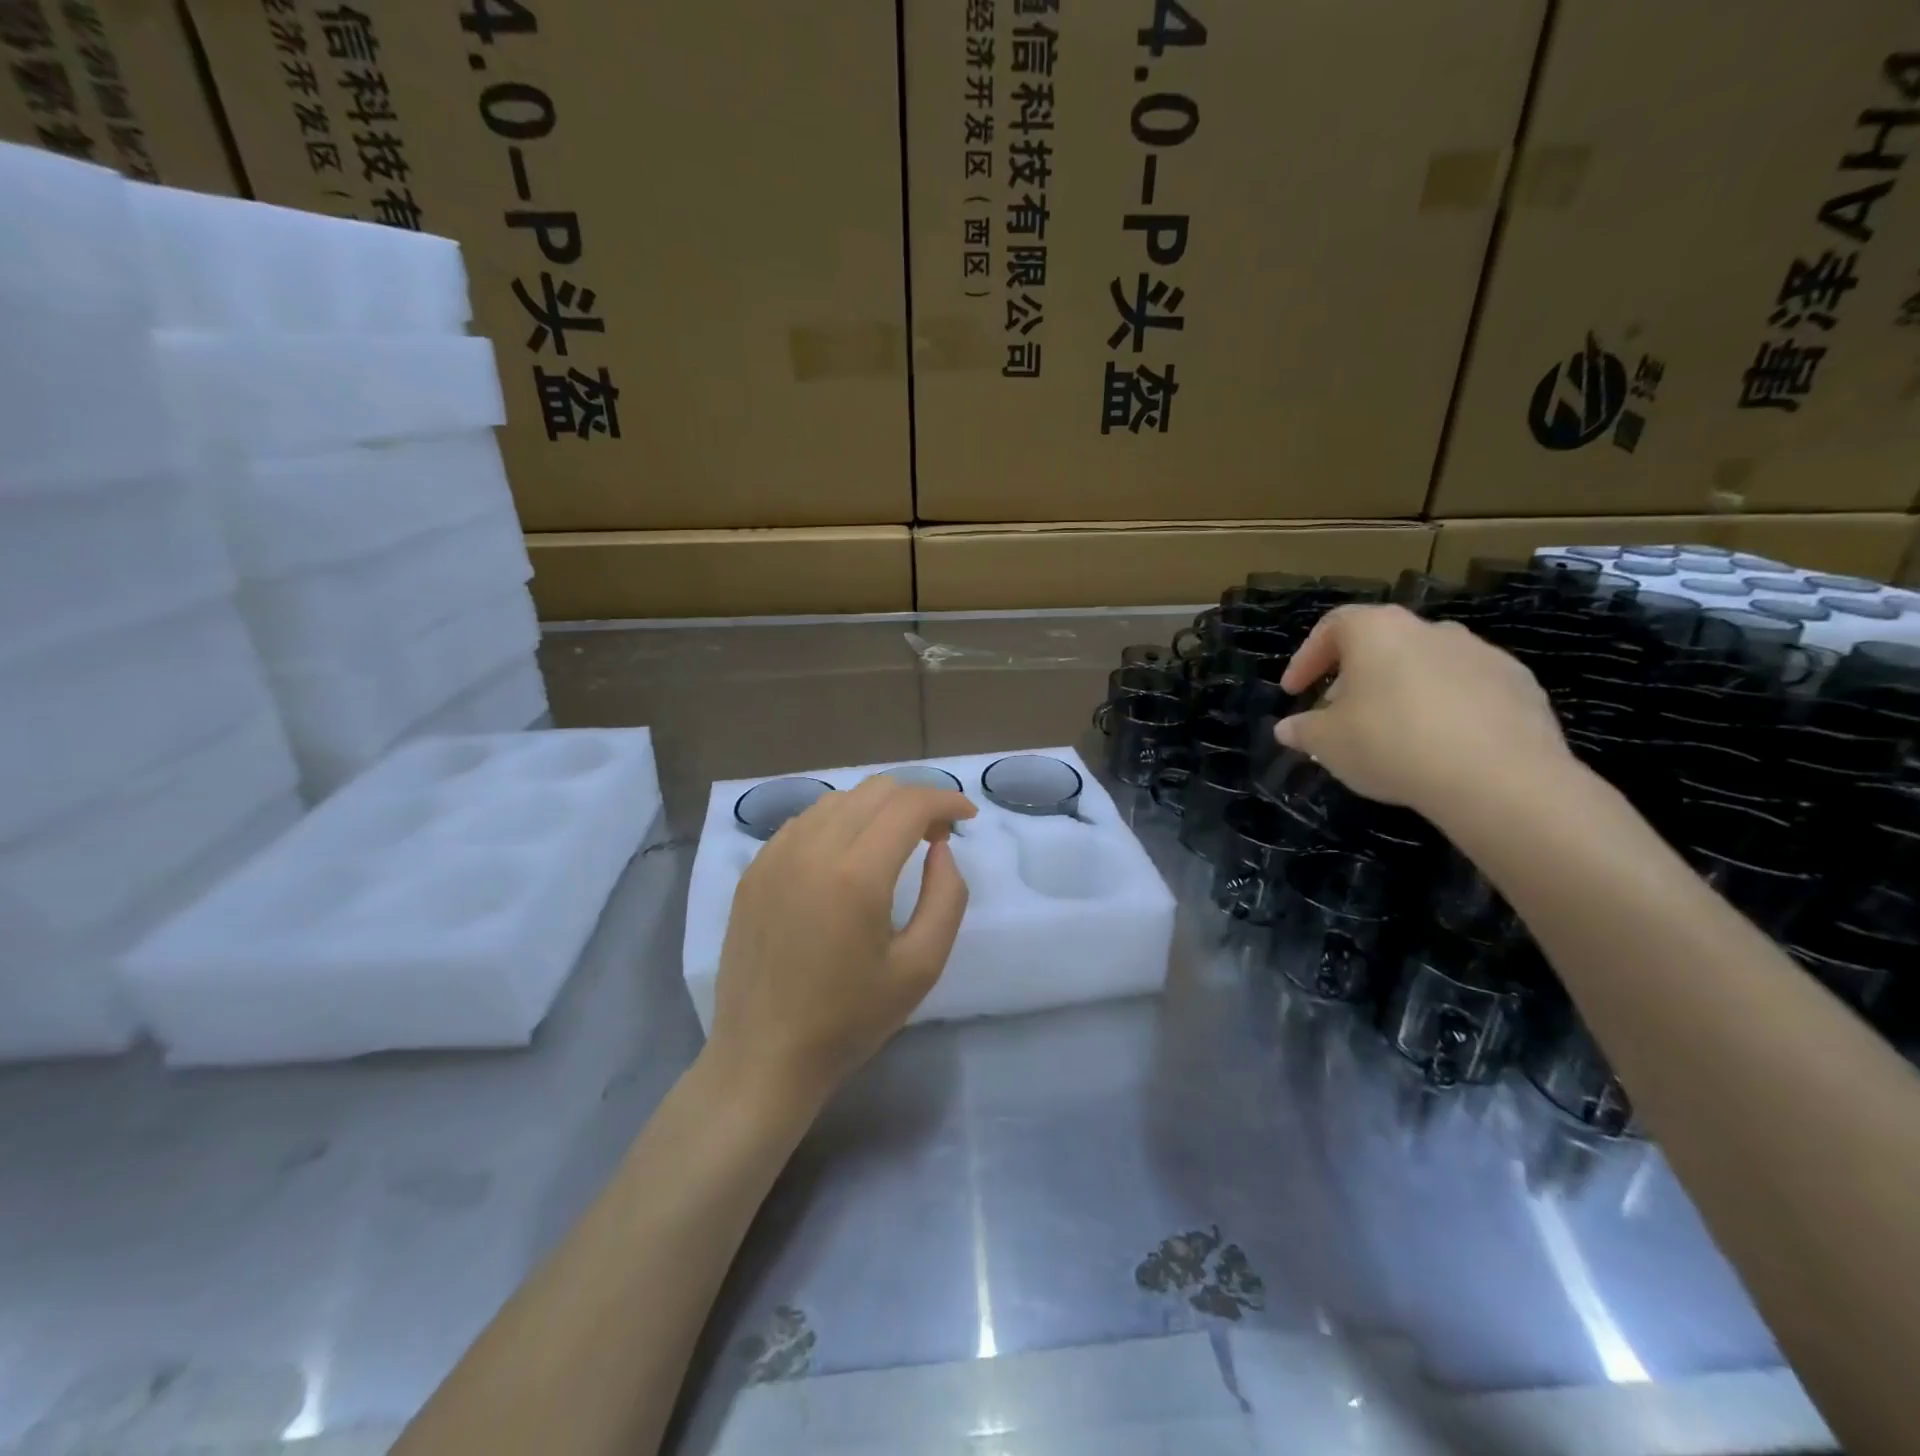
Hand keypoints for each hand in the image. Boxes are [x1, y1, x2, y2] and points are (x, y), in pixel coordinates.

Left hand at [709, 776, 976, 1104]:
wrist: (764, 1056)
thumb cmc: (850, 1019)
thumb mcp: (921, 966)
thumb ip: (946, 896)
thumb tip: (940, 847)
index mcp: (856, 874)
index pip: (909, 804)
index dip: (946, 800)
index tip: (967, 817)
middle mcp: (811, 849)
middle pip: (875, 790)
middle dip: (915, 800)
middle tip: (935, 836)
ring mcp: (775, 855)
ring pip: (838, 799)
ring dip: (876, 809)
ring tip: (893, 844)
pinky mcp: (754, 869)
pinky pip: (804, 822)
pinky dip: (838, 823)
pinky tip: (847, 857)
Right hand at [1275, 604, 1573, 815]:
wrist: (1499, 778)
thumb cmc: (1392, 745)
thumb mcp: (1328, 744)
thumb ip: (1303, 730)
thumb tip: (1288, 728)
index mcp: (1378, 631)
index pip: (1331, 627)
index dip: (1306, 659)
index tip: (1294, 692)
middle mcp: (1430, 629)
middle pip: (1380, 645)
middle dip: (1354, 678)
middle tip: (1339, 716)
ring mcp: (1481, 653)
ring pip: (1425, 665)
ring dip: (1401, 692)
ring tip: (1390, 734)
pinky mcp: (1520, 685)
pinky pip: (1466, 690)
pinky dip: (1445, 709)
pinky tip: (1439, 746)